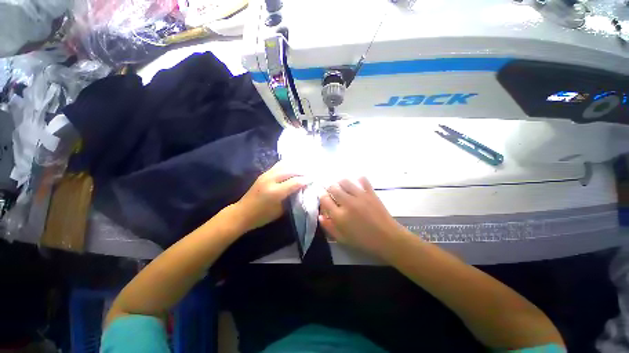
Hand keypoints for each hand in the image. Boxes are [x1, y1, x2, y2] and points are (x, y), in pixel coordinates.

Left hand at [235, 161, 308, 231]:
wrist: (242, 213)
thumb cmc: (262, 216)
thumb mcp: (280, 211)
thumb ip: (291, 199)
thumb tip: (301, 190)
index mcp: (275, 192)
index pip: (295, 182)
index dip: (306, 180)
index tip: (314, 179)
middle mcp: (271, 180)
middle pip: (290, 170)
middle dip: (302, 170)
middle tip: (311, 172)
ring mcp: (266, 175)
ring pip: (284, 165)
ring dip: (296, 165)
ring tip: (304, 167)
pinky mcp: (264, 174)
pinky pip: (278, 165)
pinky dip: (288, 164)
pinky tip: (293, 166)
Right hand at [319, 177, 408, 258]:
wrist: (388, 238)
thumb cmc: (364, 240)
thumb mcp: (343, 238)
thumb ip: (329, 227)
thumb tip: (320, 215)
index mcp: (339, 216)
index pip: (324, 200)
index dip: (321, 196)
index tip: (323, 196)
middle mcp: (348, 203)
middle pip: (333, 188)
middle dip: (329, 188)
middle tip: (332, 192)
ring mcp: (360, 196)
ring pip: (345, 181)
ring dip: (340, 182)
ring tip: (342, 187)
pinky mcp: (370, 193)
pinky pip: (363, 180)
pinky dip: (358, 179)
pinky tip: (357, 183)